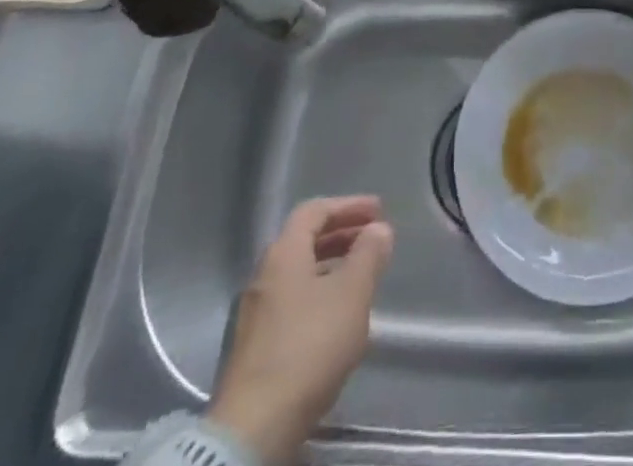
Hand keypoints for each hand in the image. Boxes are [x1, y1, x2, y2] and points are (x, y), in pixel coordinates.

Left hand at [208, 196, 392, 463]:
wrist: (254, 427)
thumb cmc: (309, 346)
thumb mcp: (351, 294)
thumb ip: (368, 255)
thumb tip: (378, 229)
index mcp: (283, 254)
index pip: (314, 211)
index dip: (348, 205)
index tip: (378, 210)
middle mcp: (264, 276)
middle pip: (304, 241)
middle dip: (342, 235)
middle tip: (373, 238)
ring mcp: (255, 314)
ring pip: (299, 274)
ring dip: (332, 267)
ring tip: (362, 277)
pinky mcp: (255, 348)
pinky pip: (293, 303)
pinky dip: (319, 295)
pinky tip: (338, 318)